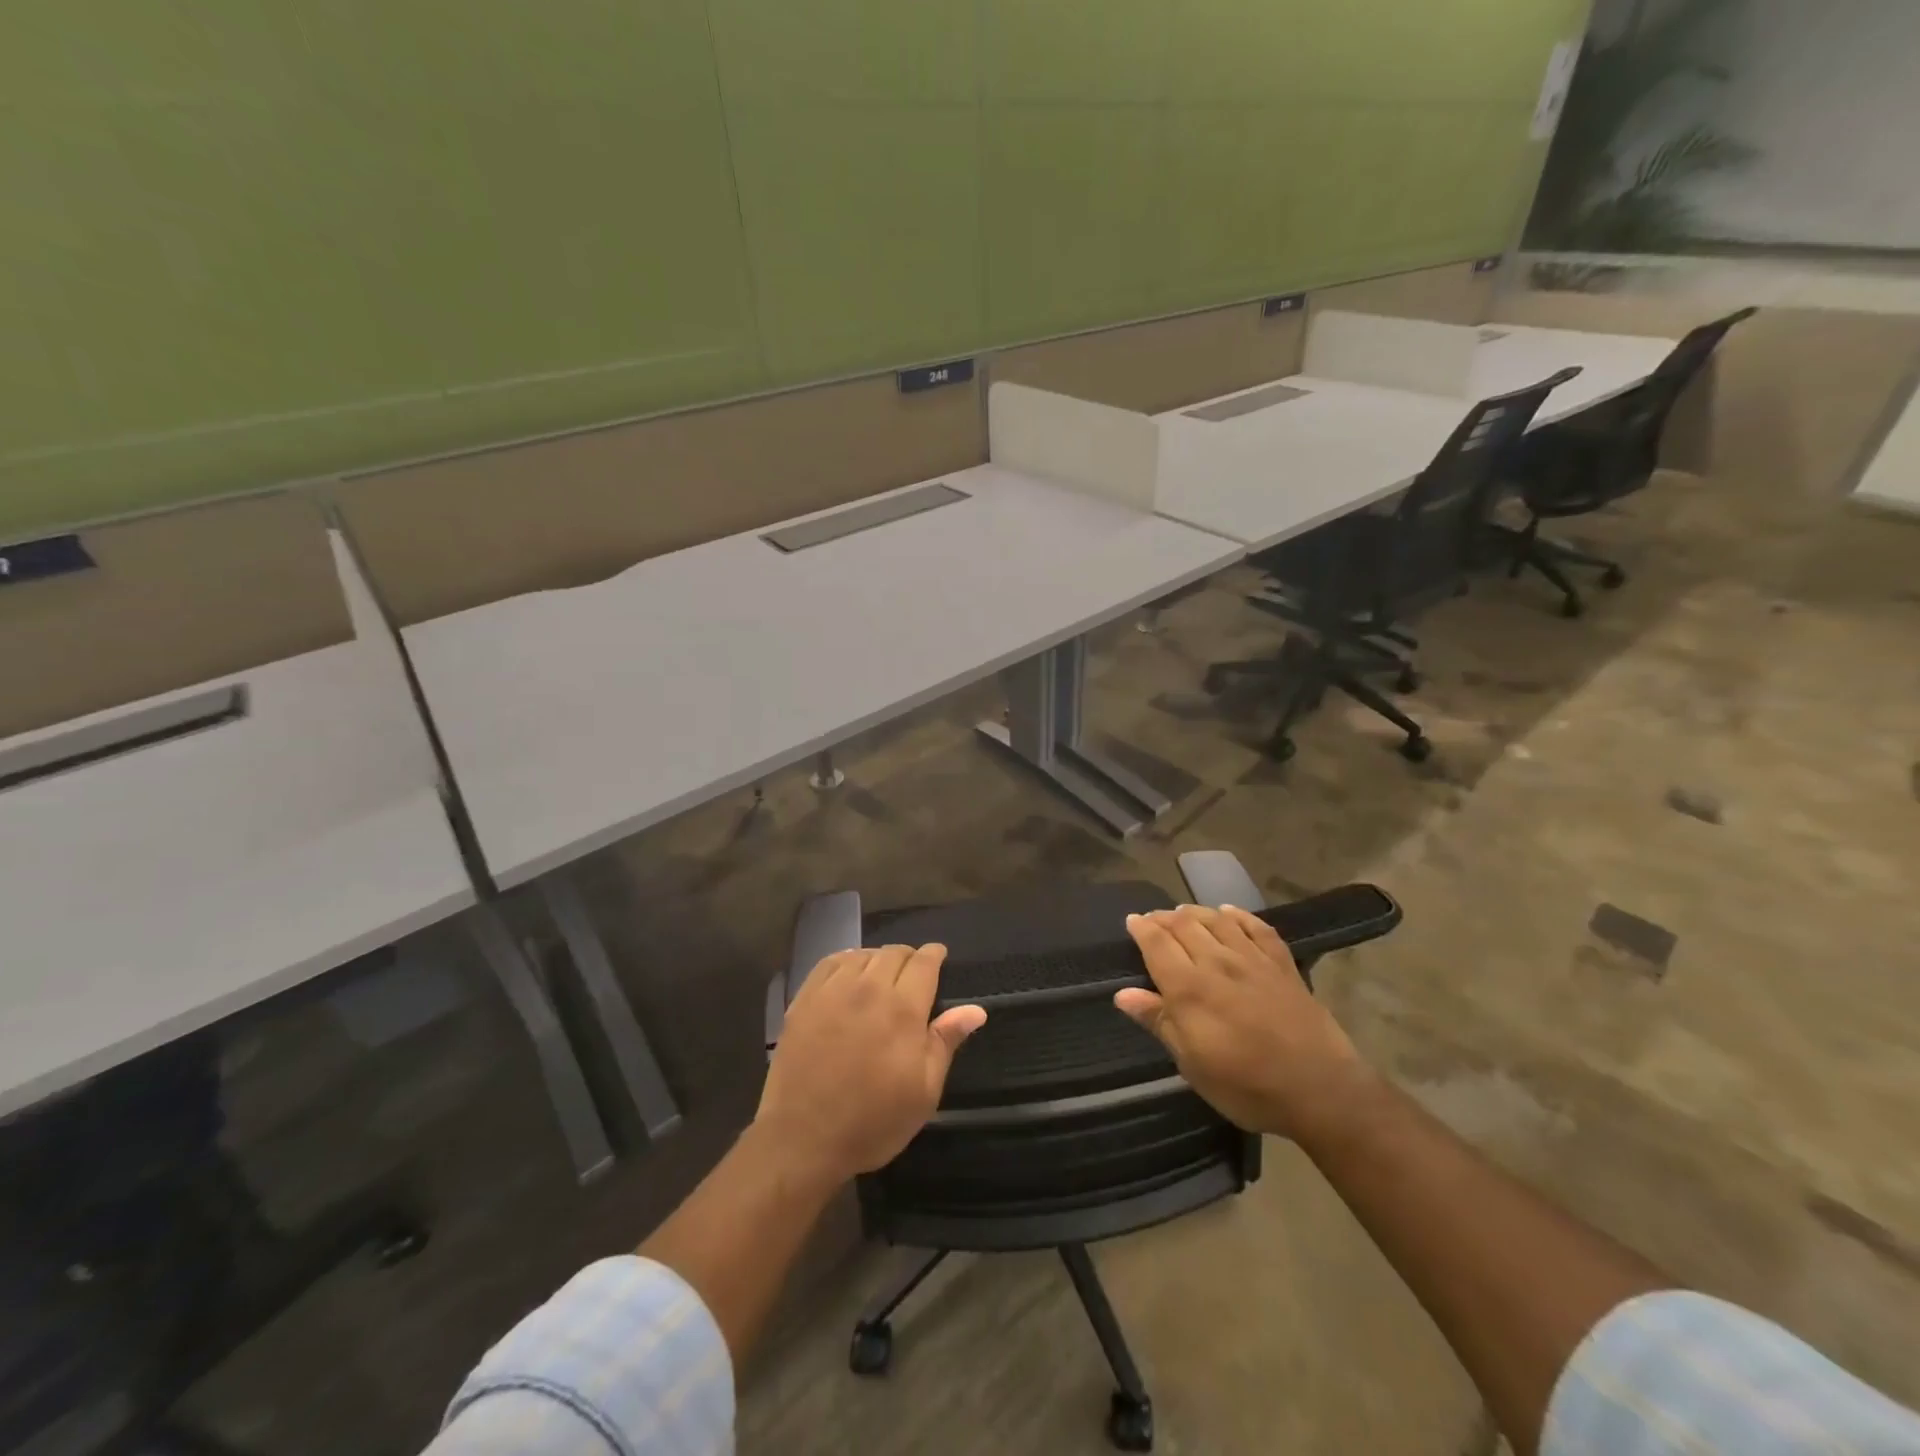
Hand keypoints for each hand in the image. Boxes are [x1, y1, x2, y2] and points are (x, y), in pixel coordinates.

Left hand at [757, 944, 986, 1183]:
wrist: (801, 1138)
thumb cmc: (871, 1121)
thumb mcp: (923, 1092)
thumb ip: (946, 1042)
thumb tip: (976, 1010)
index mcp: (903, 1009)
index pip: (924, 962)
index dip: (934, 955)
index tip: (939, 956)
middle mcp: (868, 988)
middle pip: (894, 953)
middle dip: (909, 958)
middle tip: (913, 974)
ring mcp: (833, 991)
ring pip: (863, 954)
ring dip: (878, 959)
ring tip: (882, 976)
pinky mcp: (805, 999)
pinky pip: (831, 963)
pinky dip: (847, 961)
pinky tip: (849, 974)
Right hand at [1115, 905, 1371, 1139]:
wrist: (1321, 1091)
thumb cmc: (1247, 1086)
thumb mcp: (1193, 1065)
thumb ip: (1159, 1022)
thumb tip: (1123, 994)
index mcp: (1189, 988)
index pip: (1157, 943)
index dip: (1141, 928)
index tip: (1131, 921)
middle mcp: (1218, 962)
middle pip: (1184, 925)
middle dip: (1163, 917)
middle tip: (1152, 919)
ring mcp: (1253, 960)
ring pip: (1217, 920)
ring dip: (1195, 912)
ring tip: (1183, 912)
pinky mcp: (1283, 965)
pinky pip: (1257, 928)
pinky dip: (1239, 916)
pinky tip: (1230, 913)